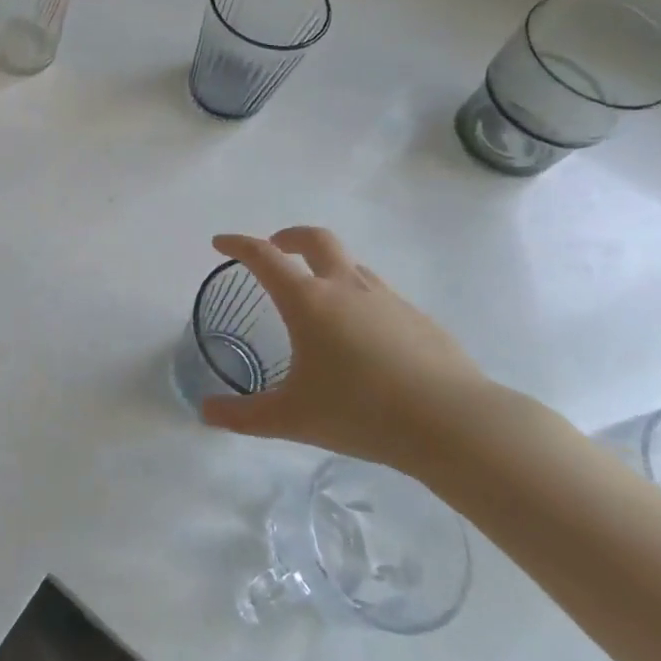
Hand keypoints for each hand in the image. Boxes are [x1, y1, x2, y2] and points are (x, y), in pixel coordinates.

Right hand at [198, 227, 492, 474]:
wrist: (455, 423)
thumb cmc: (362, 412)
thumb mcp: (292, 418)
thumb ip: (244, 416)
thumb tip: (205, 412)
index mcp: (308, 301)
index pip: (264, 257)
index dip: (238, 245)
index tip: (220, 242)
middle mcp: (346, 288)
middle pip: (315, 240)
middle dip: (289, 237)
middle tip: (275, 249)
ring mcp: (388, 300)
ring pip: (351, 265)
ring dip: (326, 267)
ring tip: (317, 297)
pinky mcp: (419, 319)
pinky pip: (379, 294)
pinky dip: (358, 298)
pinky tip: (362, 338)